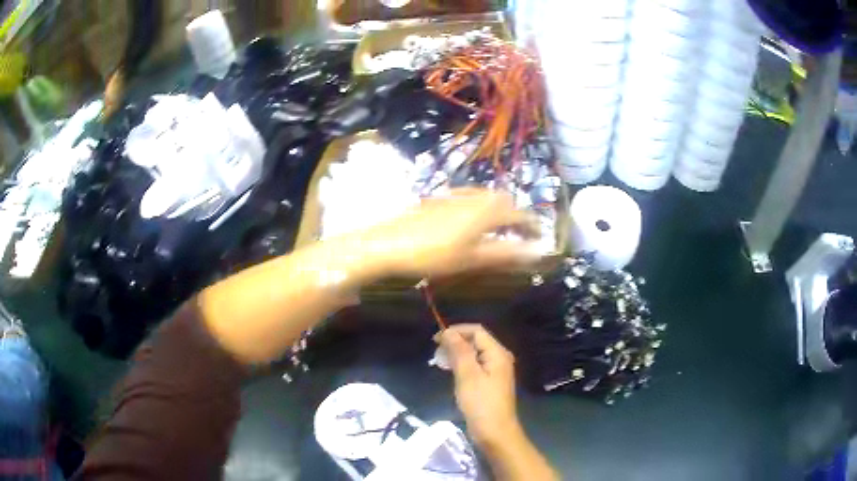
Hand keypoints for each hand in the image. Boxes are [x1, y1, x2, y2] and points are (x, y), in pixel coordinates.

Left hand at [361, 189, 541, 278]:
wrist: (389, 243)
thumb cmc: (433, 254)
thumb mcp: (472, 258)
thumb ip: (506, 253)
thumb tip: (537, 252)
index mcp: (486, 211)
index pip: (519, 214)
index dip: (532, 225)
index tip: (540, 236)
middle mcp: (474, 197)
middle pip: (504, 200)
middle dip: (516, 214)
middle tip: (520, 233)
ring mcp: (454, 195)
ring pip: (486, 196)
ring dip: (499, 209)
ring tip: (499, 228)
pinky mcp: (439, 199)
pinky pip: (469, 197)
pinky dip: (480, 206)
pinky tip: (471, 220)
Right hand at [439, 324, 521, 447]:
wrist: (494, 432)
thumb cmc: (481, 403)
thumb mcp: (467, 375)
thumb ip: (459, 351)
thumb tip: (448, 331)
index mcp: (497, 354)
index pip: (477, 331)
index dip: (456, 331)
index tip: (436, 340)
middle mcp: (499, 359)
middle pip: (476, 341)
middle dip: (455, 343)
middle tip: (436, 353)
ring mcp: (495, 372)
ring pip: (474, 355)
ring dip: (456, 354)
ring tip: (439, 362)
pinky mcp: (489, 383)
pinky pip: (474, 367)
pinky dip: (461, 366)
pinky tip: (450, 372)